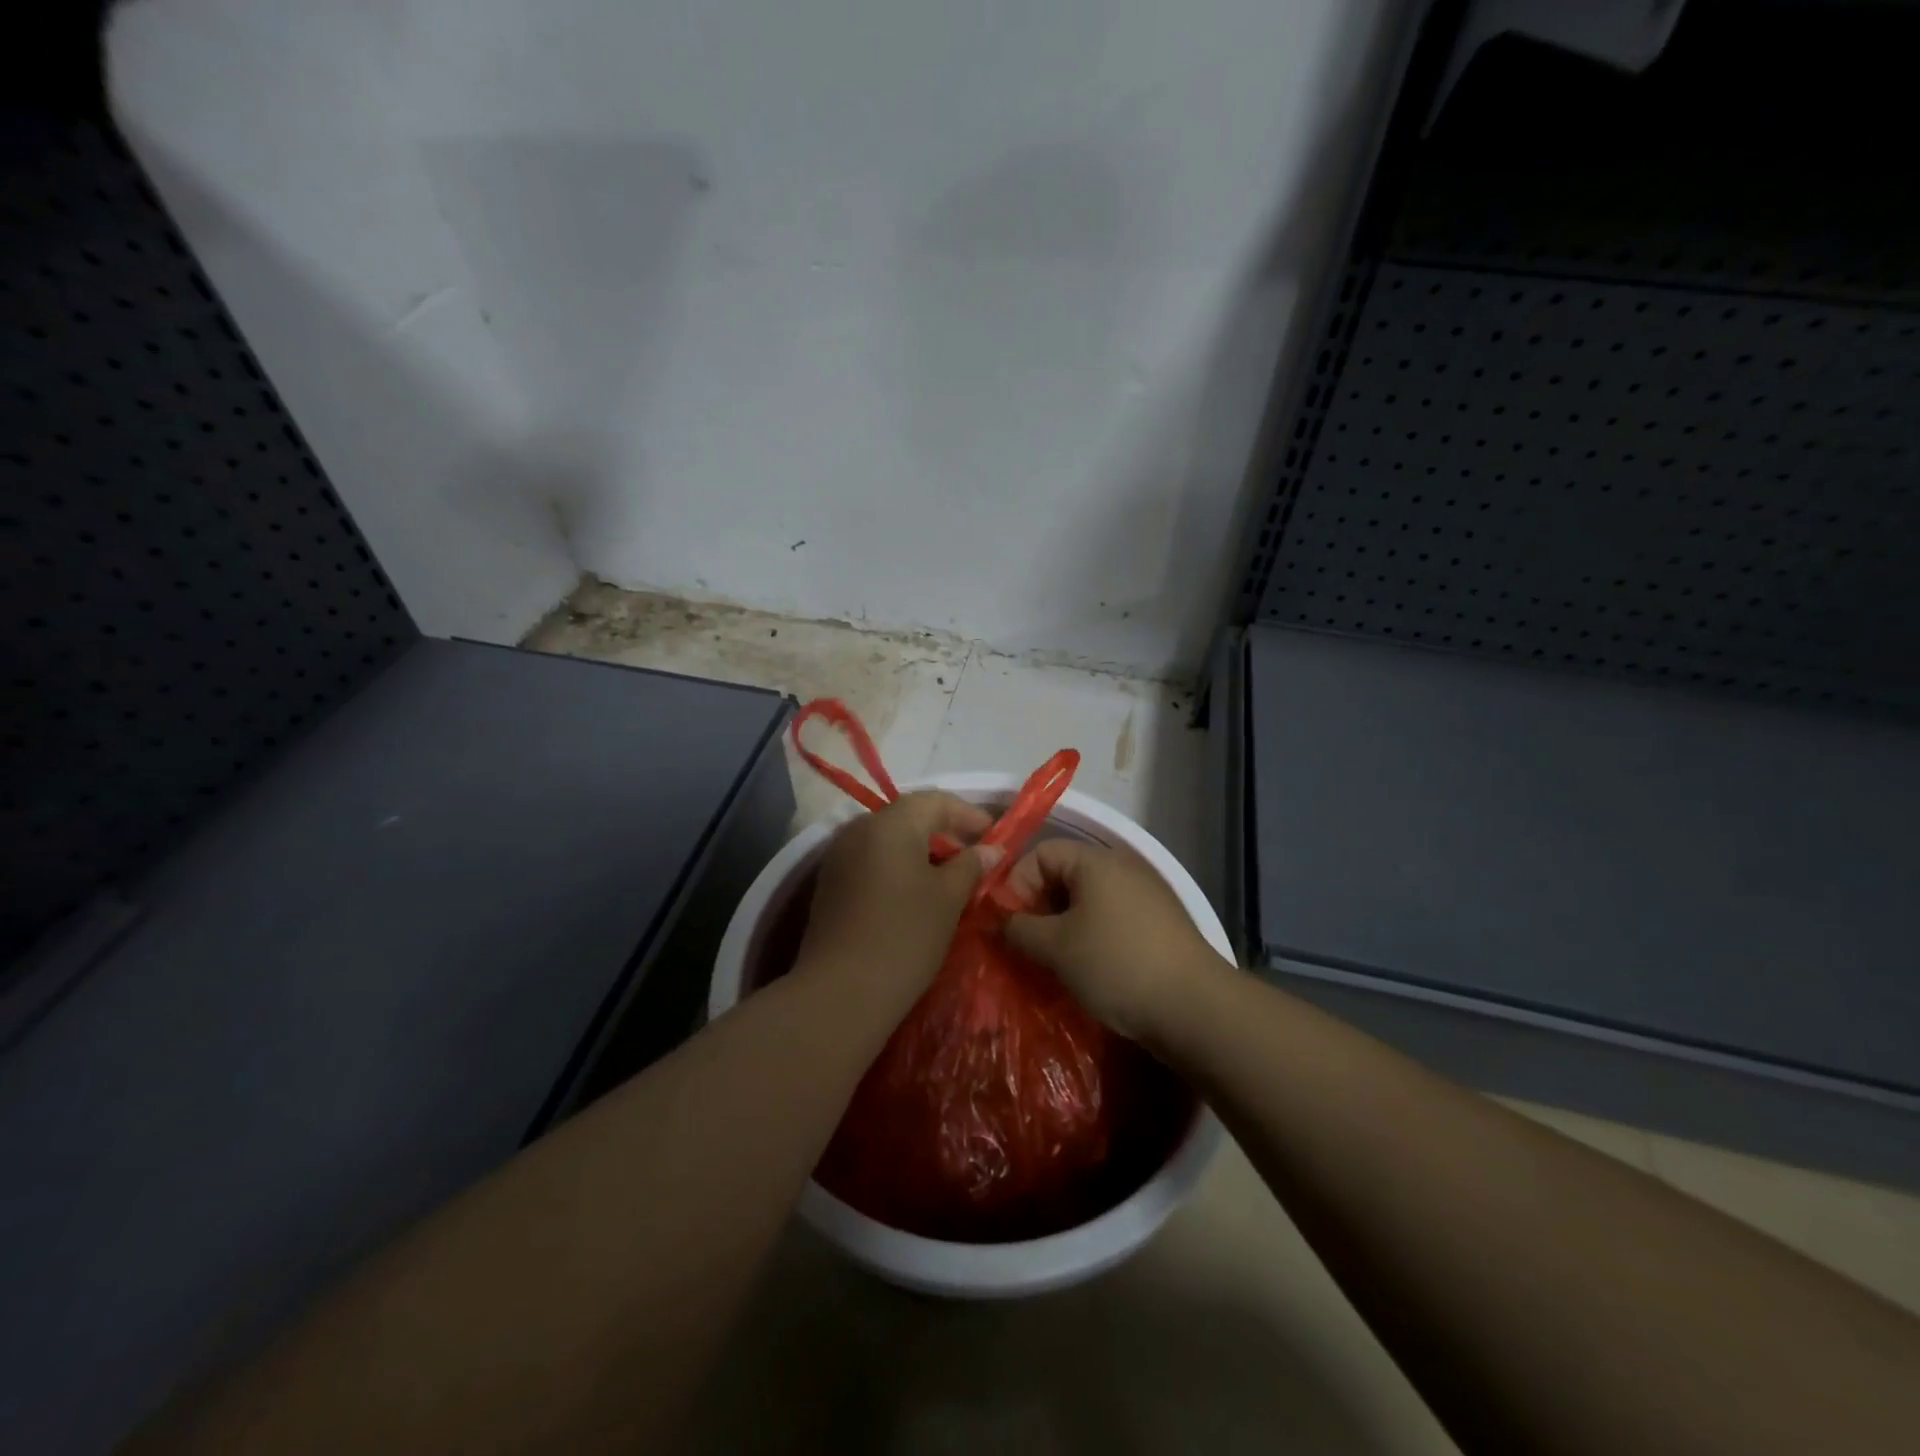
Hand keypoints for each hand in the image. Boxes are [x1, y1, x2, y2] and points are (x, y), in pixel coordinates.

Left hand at [795, 792, 1000, 1010]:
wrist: (841, 992)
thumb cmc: (905, 936)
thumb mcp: (948, 898)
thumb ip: (971, 865)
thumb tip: (990, 849)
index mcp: (890, 823)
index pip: (936, 801)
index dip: (969, 815)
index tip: (995, 836)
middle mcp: (859, 829)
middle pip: (909, 817)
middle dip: (945, 832)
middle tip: (975, 856)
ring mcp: (839, 856)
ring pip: (890, 839)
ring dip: (922, 850)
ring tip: (950, 876)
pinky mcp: (831, 883)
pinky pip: (872, 860)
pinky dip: (899, 866)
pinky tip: (916, 893)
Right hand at [1003, 840, 1223, 1041]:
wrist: (1194, 1007)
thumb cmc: (1116, 964)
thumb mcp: (1055, 947)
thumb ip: (1018, 928)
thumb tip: (1001, 921)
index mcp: (1096, 860)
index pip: (1039, 854)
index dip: (1015, 884)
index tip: (1008, 924)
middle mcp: (1123, 866)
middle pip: (1064, 875)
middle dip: (1038, 907)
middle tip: (1026, 945)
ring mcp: (1146, 894)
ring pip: (1087, 900)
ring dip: (1063, 925)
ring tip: (1053, 961)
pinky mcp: (1159, 923)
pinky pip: (1111, 918)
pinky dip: (1091, 935)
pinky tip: (1088, 968)